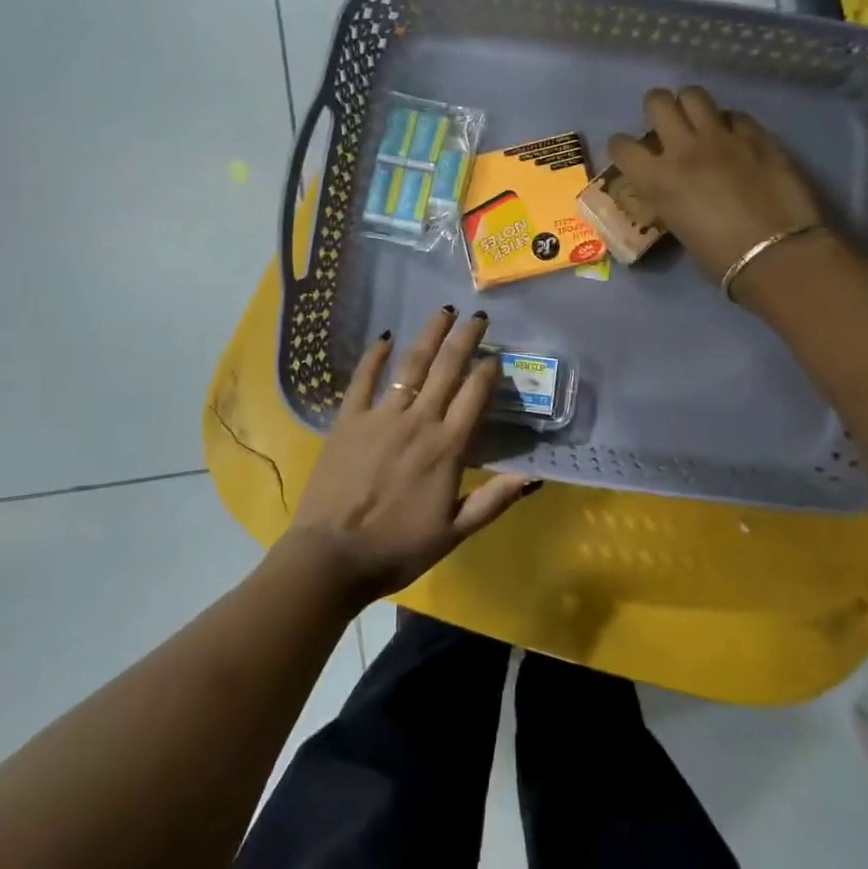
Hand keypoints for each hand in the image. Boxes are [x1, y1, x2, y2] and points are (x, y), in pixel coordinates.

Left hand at [279, 306, 536, 604]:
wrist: (333, 556)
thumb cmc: (398, 548)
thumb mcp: (454, 532)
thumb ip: (494, 500)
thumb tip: (535, 476)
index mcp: (447, 448)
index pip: (475, 396)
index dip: (488, 371)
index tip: (495, 355)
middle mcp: (418, 421)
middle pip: (447, 369)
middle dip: (465, 339)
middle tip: (477, 317)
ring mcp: (381, 416)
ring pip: (411, 365)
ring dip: (429, 335)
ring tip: (443, 312)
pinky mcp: (348, 419)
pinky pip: (363, 379)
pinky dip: (374, 355)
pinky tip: (385, 337)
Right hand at [608, 86, 825, 285]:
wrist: (776, 256)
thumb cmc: (721, 259)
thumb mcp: (678, 228)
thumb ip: (670, 197)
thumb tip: (674, 188)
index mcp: (657, 180)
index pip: (621, 145)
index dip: (622, 147)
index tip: (630, 155)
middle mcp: (683, 149)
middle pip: (658, 102)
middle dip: (657, 109)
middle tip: (665, 125)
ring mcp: (722, 138)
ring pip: (694, 95)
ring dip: (691, 106)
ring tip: (698, 123)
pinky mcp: (757, 136)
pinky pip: (735, 115)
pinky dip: (729, 123)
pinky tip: (735, 139)